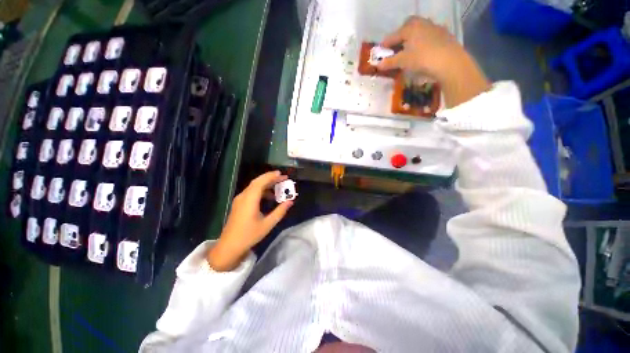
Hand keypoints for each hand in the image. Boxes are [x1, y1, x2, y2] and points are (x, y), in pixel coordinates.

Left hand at [207, 171, 292, 271]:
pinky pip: (251, 192)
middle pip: (257, 182)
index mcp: (249, 200)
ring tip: (279, 187)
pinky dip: (261, 191)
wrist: (229, 247)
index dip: (271, 177)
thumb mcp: (267, 224)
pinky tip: (269, 197)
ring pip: (254, 187)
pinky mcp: (239, 204)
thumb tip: (290, 201)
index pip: (260, 182)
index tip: (281, 174)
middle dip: (270, 178)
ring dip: (266, 184)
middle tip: (283, 178)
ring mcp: (240, 200)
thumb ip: (280, 211)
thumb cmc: (249, 235)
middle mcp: (243, 196)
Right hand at [377, 16, 489, 107]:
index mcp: (410, 28)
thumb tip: (378, 65)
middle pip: (408, 26)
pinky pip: (430, 35)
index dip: (385, 44)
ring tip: (410, 49)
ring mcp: (435, 27)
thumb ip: (389, 62)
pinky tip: (424, 51)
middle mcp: (422, 23)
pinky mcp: (445, 34)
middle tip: (397, 46)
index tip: (380, 51)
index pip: (393, 36)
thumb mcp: (403, 62)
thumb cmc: (422, 59)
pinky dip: (424, 41)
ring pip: (420, 29)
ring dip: (413, 37)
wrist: (450, 61)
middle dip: (401, 35)